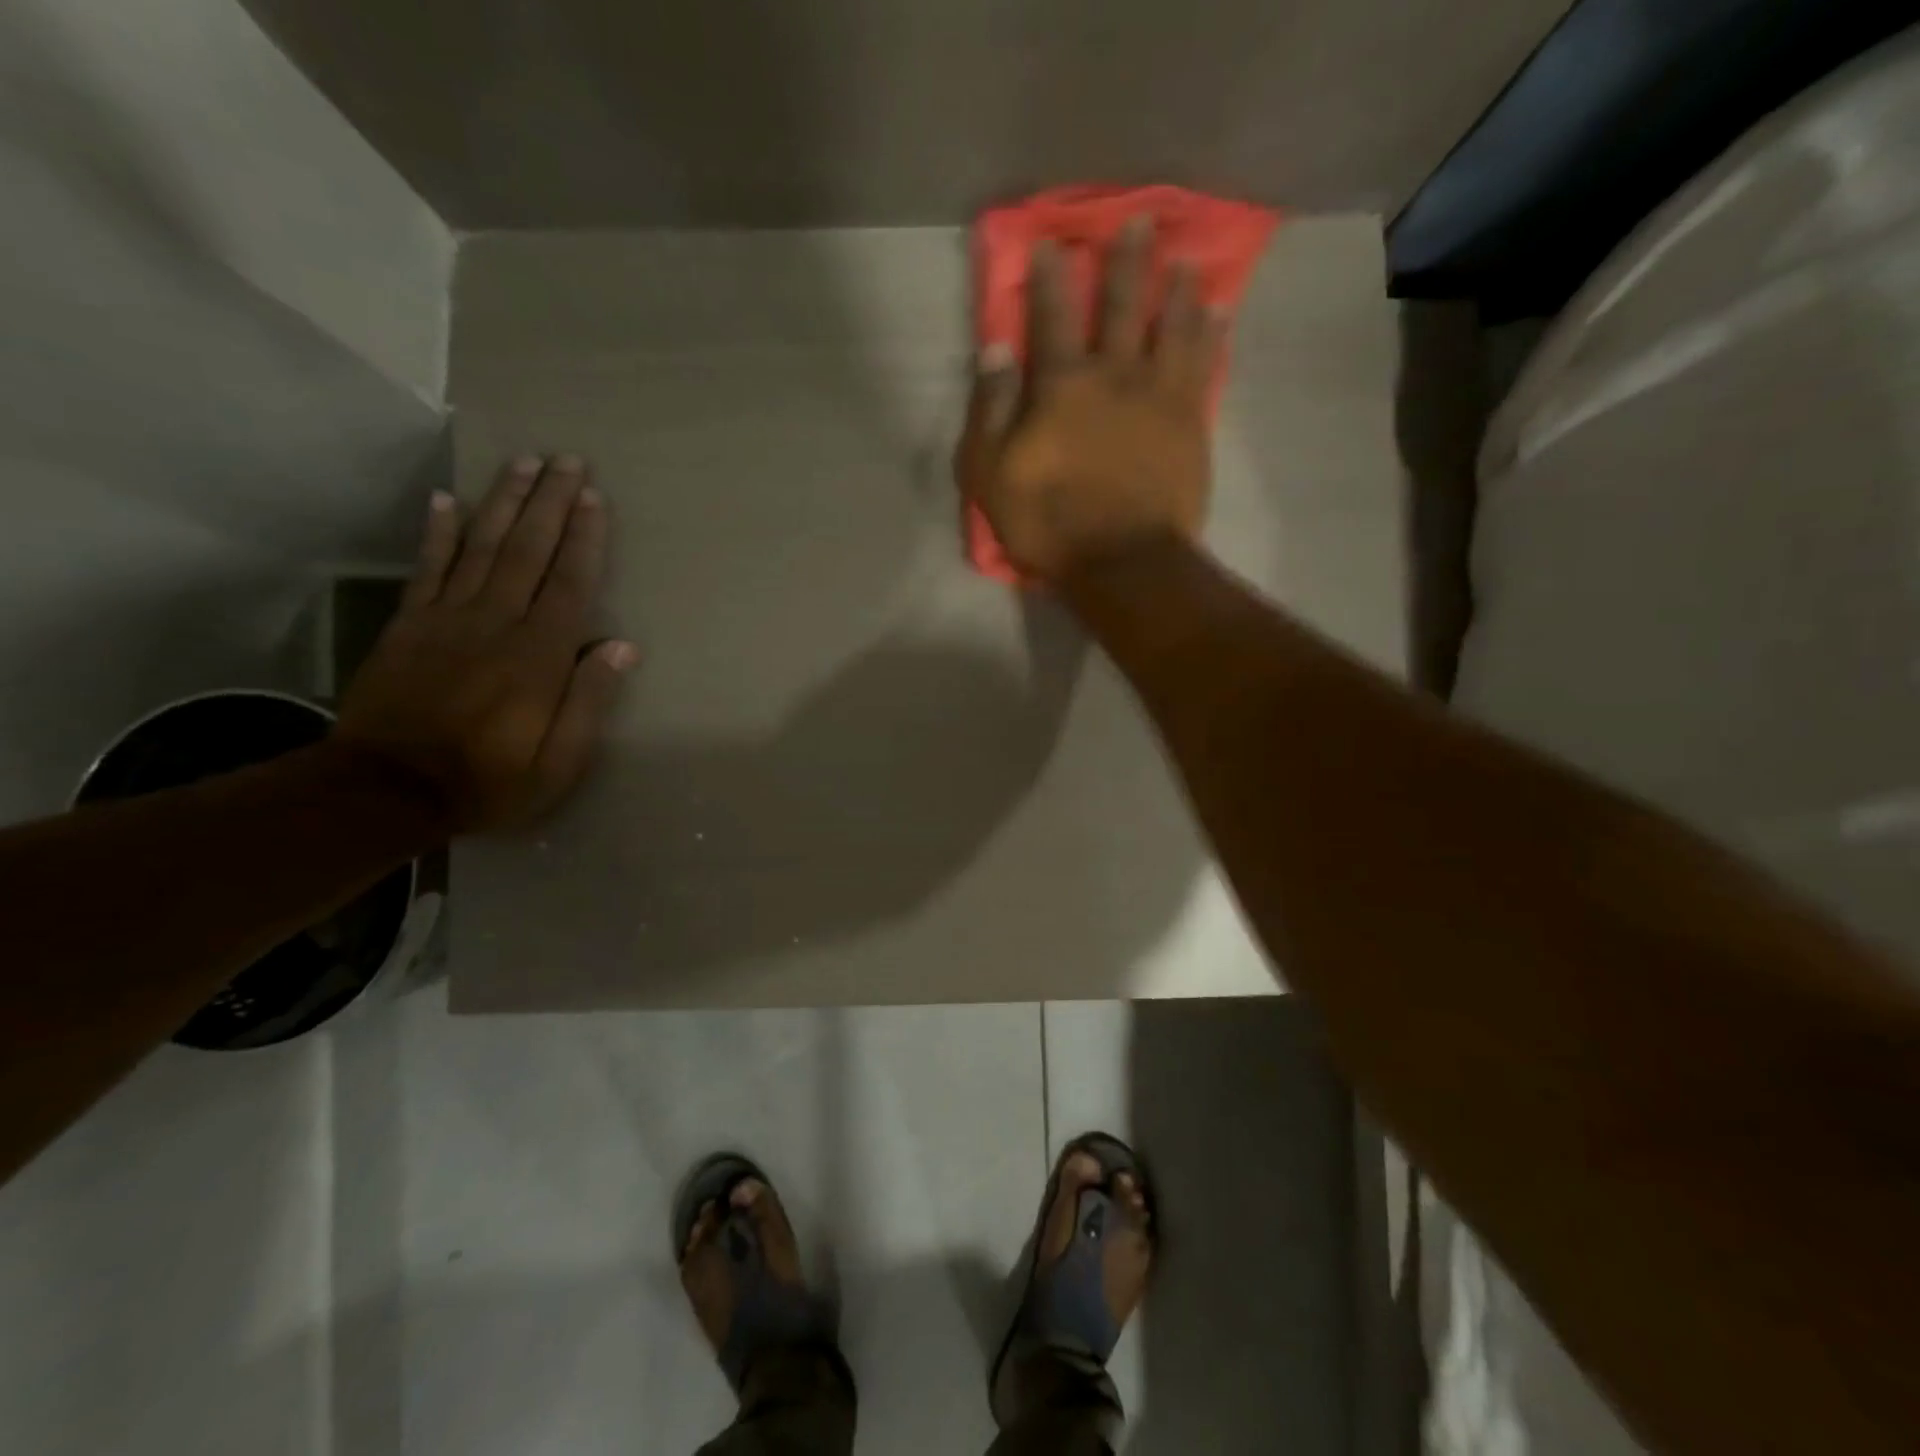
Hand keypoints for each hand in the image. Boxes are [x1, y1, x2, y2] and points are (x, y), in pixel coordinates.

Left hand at [336, 455, 636, 832]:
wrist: (385, 791)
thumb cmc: (489, 781)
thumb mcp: (559, 761)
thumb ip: (590, 701)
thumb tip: (622, 646)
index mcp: (538, 657)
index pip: (569, 584)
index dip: (584, 538)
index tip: (593, 497)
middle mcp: (496, 624)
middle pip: (527, 551)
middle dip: (549, 502)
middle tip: (565, 459)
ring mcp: (447, 619)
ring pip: (482, 547)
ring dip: (504, 502)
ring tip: (522, 462)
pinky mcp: (410, 625)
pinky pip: (428, 567)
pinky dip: (439, 531)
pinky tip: (447, 499)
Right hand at [954, 217, 1222, 582]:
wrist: (1122, 561)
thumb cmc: (1048, 523)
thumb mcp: (992, 474)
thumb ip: (991, 409)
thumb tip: (995, 349)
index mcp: (1062, 384)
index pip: (1053, 316)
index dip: (1051, 276)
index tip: (1052, 240)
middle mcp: (1115, 374)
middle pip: (1123, 305)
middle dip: (1127, 261)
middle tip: (1140, 221)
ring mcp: (1159, 395)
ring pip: (1173, 326)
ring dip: (1177, 289)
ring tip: (1186, 260)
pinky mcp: (1191, 422)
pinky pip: (1204, 365)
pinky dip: (1211, 334)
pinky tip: (1218, 311)